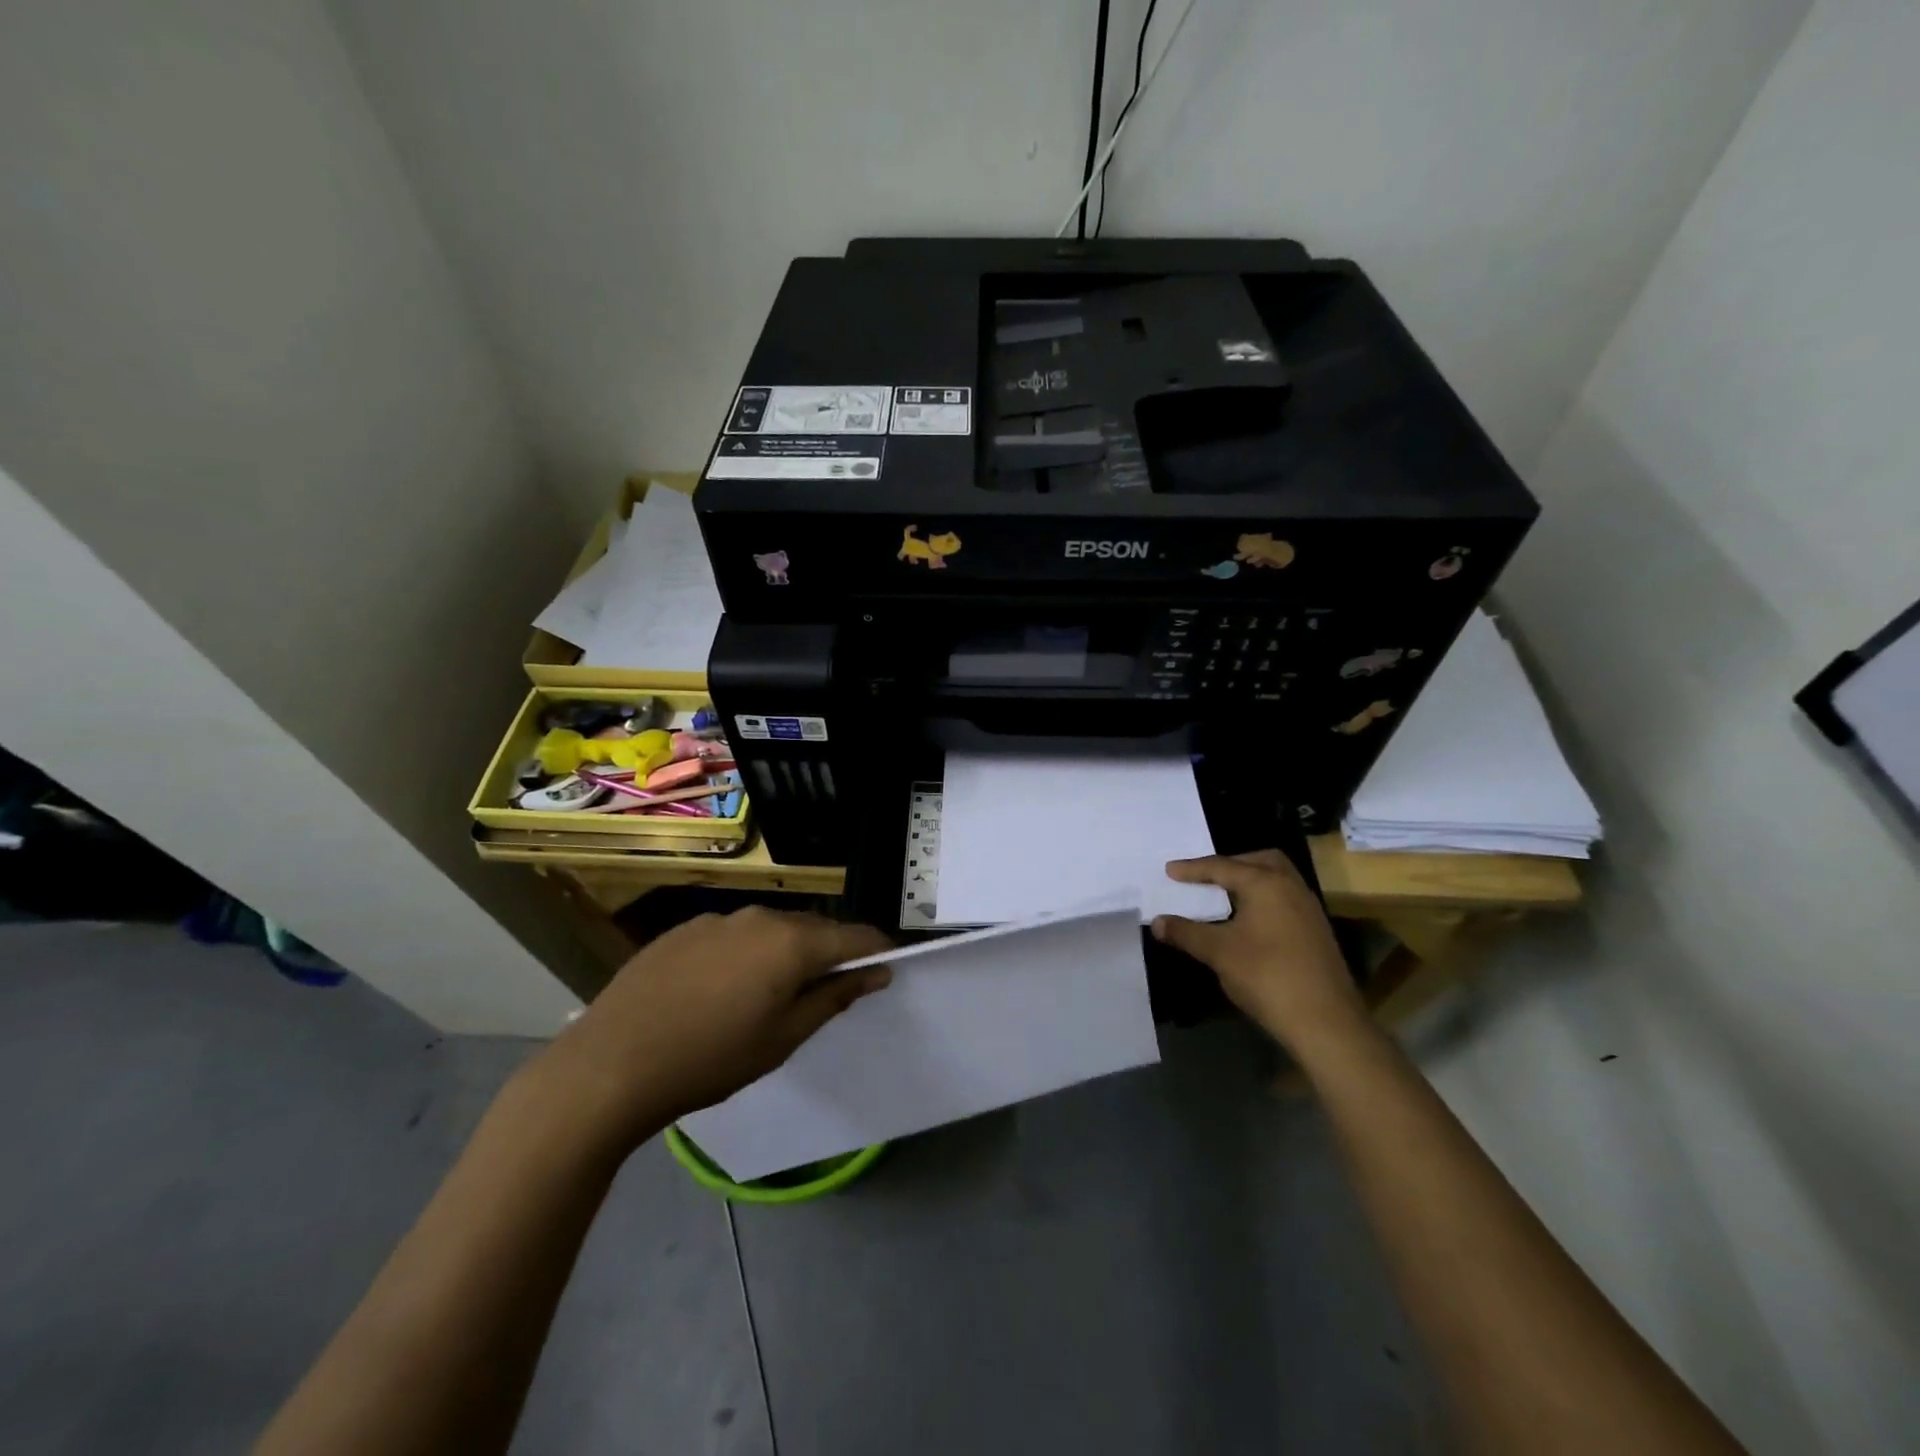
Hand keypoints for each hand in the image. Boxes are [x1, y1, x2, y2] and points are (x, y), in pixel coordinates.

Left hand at [528, 907, 892, 1148]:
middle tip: (830, 992)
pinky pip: (734, 935)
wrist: (610, 1063)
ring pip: (772, 930)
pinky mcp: (684, 929)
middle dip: (830, 954)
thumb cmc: (710, 1059)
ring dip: (786, 953)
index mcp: (791, 942)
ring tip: (772, 995)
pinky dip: (746, 954)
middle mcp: (760, 917)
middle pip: (813, 929)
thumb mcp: (783, 1039)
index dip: (876, 951)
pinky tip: (722, 991)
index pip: (854, 936)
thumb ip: (833, 998)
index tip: (886, 970)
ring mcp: (718, 920)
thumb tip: (875, 973)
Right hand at [1151, 850, 1366, 1053]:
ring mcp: (1308, 909)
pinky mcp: (1316, 931)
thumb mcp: (1219, 953)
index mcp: (1265, 883)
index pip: (1222, 867)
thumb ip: (1186, 933)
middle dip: (1230, 864)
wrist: (1326, 1022)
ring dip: (1250, 881)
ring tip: (1224, 896)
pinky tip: (1248, 921)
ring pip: (1276, 879)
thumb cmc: (1267, 976)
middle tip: (1205, 876)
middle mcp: (1290, 887)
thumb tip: (1158, 922)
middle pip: (1259, 861)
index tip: (1169, 870)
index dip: (1192, 869)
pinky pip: (1285, 899)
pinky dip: (1263, 899)